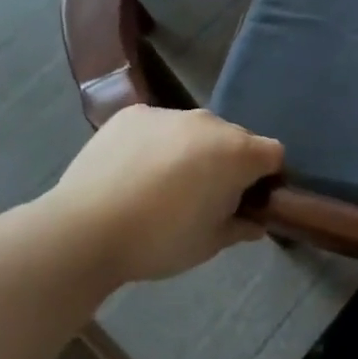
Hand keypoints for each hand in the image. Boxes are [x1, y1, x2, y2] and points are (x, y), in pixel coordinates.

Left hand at [45, 106, 283, 282]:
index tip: (247, 201)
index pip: (273, 154)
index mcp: (238, 152)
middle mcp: (210, 123)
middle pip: (235, 138)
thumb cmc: (160, 241)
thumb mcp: (209, 244)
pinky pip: (158, 126)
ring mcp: (170, 114)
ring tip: (162, 185)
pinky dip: (156, 143)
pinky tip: (133, 172)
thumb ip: (240, 228)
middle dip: (228, 162)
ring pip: (195, 131)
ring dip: (192, 151)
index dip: (266, 178)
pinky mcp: (133, 114)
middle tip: (204, 196)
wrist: (84, 230)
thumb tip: (256, 223)